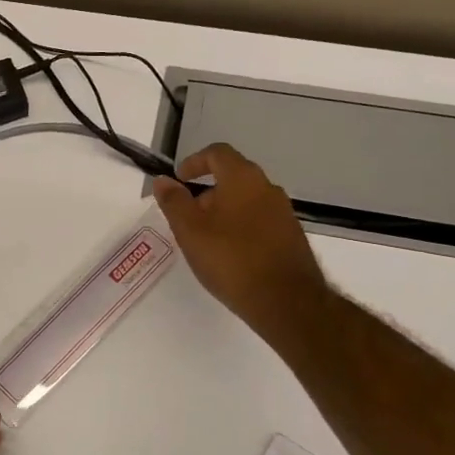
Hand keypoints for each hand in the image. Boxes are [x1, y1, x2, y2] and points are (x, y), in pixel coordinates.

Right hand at [153, 144, 327, 335]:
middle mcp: (267, 188)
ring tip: (205, 240)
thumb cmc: (231, 259)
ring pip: (246, 201)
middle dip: (206, 192)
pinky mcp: (291, 236)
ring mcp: (283, 212)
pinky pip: (259, 221)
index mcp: (243, 179)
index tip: (178, 181)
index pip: (217, 153)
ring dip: (223, 212)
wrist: (285, 300)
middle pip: (232, 177)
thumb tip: (163, 180)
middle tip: (187, 218)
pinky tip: (230, 255)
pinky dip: (240, 228)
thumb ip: (174, 202)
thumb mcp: (190, 231)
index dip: (194, 162)